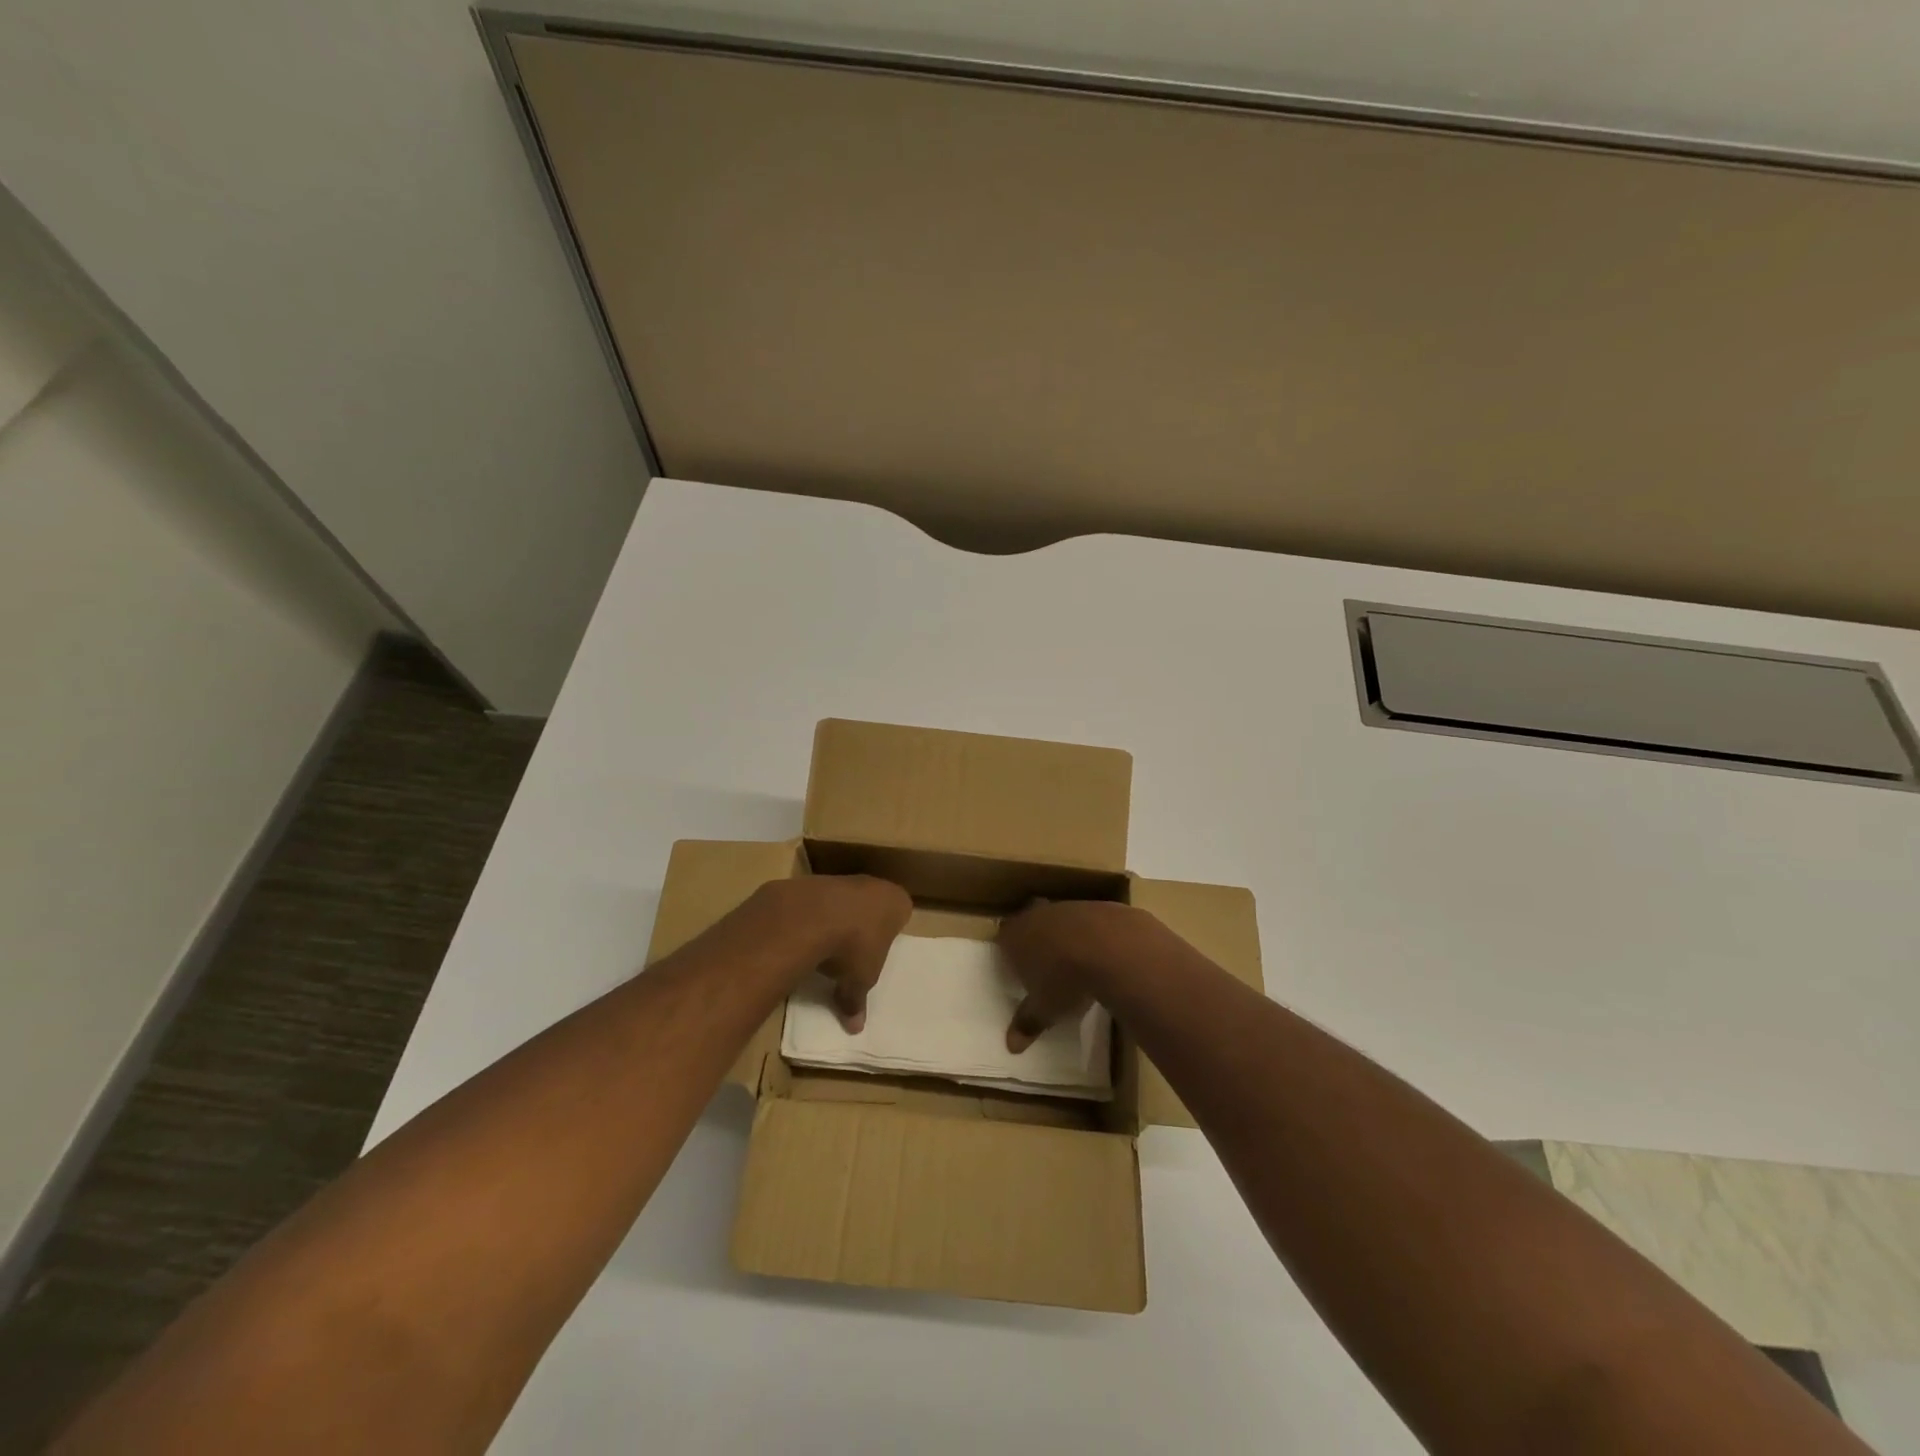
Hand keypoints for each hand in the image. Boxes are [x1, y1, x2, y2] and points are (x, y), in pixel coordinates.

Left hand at [756, 875, 911, 1032]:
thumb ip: (858, 1000)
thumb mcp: (860, 981)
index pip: (901, 913)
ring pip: (844, 901)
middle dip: (863, 924)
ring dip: (836, 919)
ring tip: (824, 947)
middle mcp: (873, 884)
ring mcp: (842, 879)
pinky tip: (803, 936)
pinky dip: (812, 916)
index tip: (878, 949)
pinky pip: (817, 902)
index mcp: (896, 903)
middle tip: (853, 951)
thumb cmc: (854, 947)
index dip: (890, 931)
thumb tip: (855, 1028)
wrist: (811, 916)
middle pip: (872, 904)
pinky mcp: (813, 881)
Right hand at [997, 899, 1147, 1052]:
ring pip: (1057, 919)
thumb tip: (1011, 1046)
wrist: (1109, 947)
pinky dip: (1089, 935)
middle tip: (1042, 963)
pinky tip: (1100, 954)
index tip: (1017, 970)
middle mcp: (1035, 916)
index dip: (1008, 953)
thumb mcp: (1044, 1009)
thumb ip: (1027, 1023)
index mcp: (1014, 938)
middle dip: (1034, 939)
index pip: (1003, 939)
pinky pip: (1085, 921)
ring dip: (1063, 936)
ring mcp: (1066, 908)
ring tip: (1074, 961)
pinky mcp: (1094, 906)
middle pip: (1028, 922)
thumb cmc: (1065, 980)